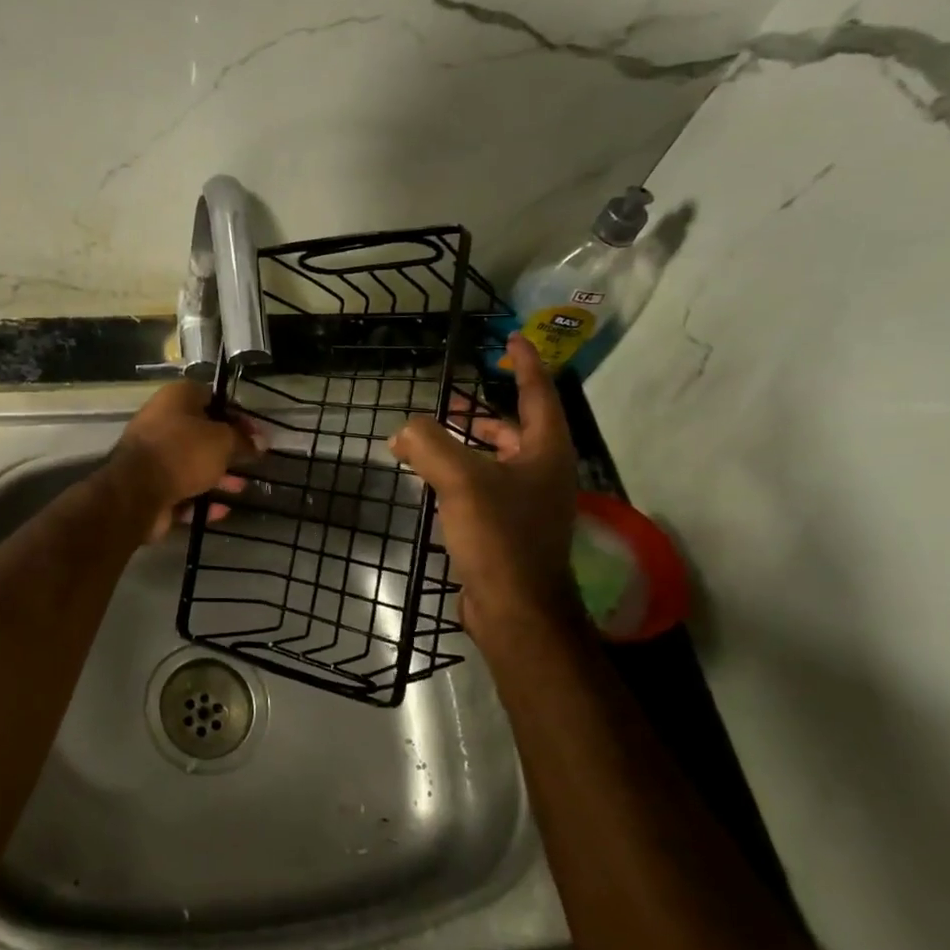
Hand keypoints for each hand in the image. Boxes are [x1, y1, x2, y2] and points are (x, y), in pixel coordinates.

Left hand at [110, 380, 262, 540]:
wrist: (137, 492)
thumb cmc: (183, 453)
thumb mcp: (222, 441)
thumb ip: (243, 440)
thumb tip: (260, 442)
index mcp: (176, 398)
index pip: (213, 398)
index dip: (237, 415)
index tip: (257, 435)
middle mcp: (161, 422)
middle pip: (202, 433)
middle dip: (228, 450)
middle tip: (251, 462)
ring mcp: (153, 456)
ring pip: (192, 464)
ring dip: (217, 476)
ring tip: (241, 488)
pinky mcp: (150, 486)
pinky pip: (182, 491)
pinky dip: (201, 500)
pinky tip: (222, 510)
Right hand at [389, 335, 583, 641]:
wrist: (516, 610)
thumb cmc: (500, 537)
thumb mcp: (461, 481)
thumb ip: (430, 444)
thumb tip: (403, 429)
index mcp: (546, 452)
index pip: (538, 393)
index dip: (525, 363)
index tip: (511, 339)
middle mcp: (544, 473)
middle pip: (517, 428)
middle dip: (483, 413)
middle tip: (450, 401)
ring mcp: (529, 503)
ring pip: (498, 460)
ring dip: (468, 445)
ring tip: (431, 438)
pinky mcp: (509, 528)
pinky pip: (485, 487)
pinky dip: (461, 475)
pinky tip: (433, 480)